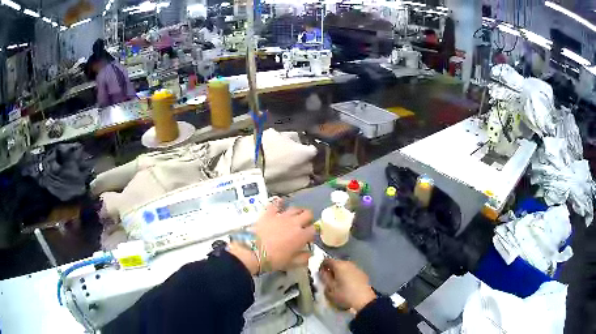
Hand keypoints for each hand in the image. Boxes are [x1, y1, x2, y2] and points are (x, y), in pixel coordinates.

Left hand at [231, 200, 315, 274]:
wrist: (253, 252)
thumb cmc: (273, 260)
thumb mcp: (291, 263)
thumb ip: (303, 258)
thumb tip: (309, 254)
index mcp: (301, 236)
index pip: (314, 230)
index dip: (313, 233)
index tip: (309, 238)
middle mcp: (294, 223)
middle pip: (308, 214)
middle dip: (308, 219)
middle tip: (304, 224)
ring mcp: (281, 216)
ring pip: (295, 208)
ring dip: (297, 211)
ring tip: (294, 216)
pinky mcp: (269, 213)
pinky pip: (276, 203)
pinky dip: (279, 203)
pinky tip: (280, 202)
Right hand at [319, 258, 376, 312]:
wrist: (365, 301)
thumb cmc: (345, 295)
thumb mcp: (330, 289)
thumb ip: (324, 278)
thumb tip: (322, 271)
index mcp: (339, 265)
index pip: (326, 260)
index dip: (321, 266)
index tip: (320, 274)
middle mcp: (348, 263)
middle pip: (336, 263)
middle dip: (331, 269)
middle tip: (328, 279)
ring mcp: (357, 267)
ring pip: (344, 267)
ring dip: (339, 272)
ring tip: (337, 282)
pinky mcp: (362, 273)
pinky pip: (351, 271)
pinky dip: (347, 275)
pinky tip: (347, 284)